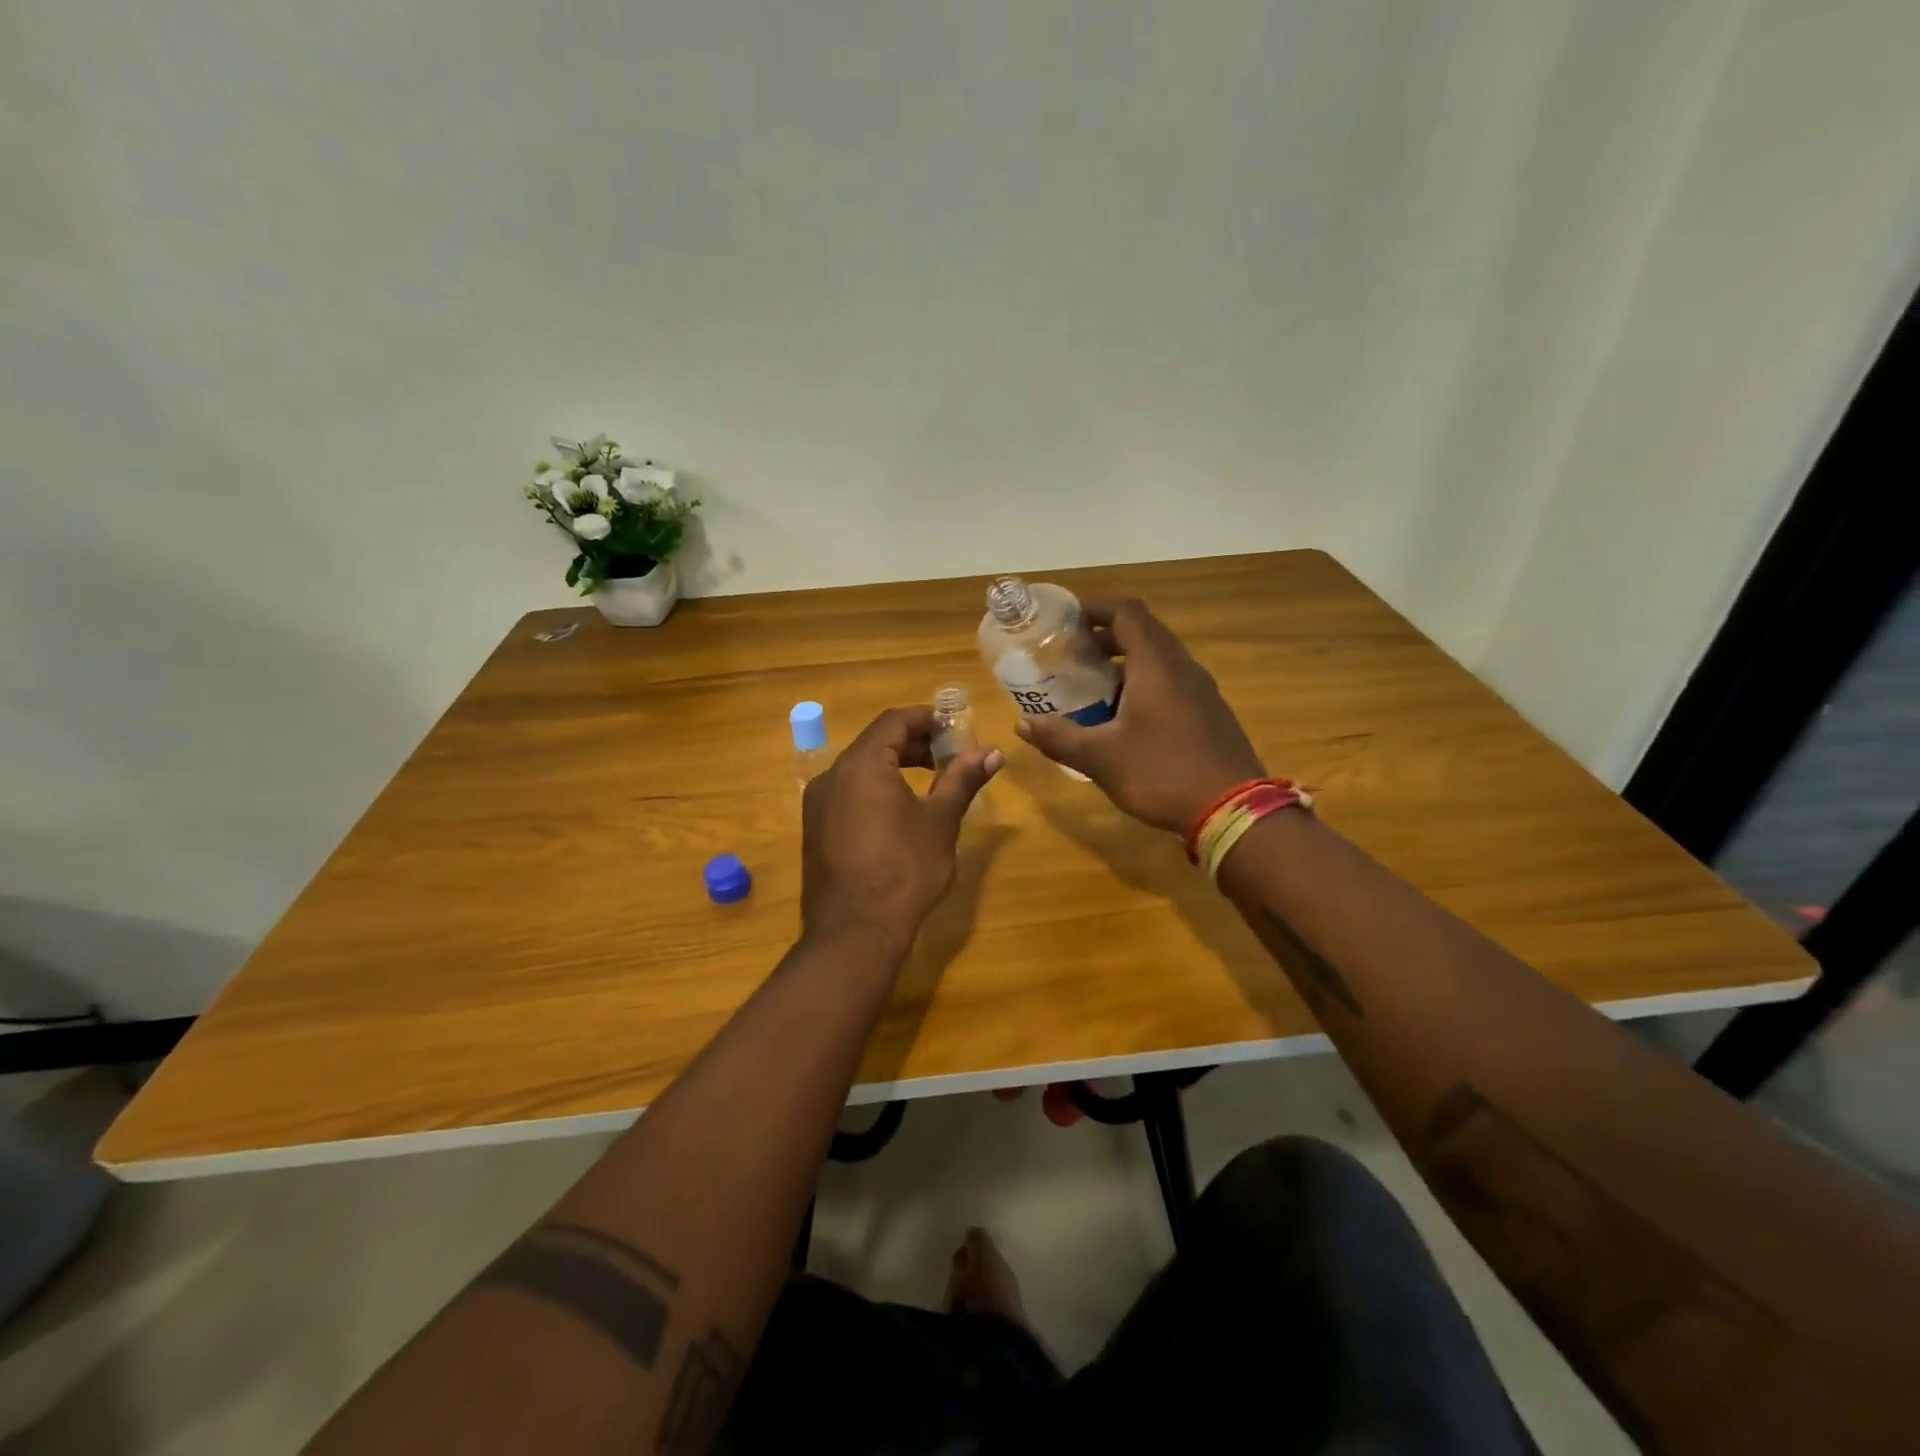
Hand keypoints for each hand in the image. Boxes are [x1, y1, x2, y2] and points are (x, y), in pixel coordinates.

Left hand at [801, 707, 1003, 959]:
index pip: (894, 721)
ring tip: (930, 783)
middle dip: (914, 744)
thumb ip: (962, 779)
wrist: (855, 931)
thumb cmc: (905, 869)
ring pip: (860, 769)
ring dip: (895, 767)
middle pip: (875, 743)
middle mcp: (832, 776)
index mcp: (861, 764)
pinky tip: (900, 813)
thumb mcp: (940, 821)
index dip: (927, 719)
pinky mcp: (815, 830)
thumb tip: (992, 751)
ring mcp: (818, 804)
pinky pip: (848, 794)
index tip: (955, 728)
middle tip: (949, 757)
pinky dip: (876, 789)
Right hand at [1016, 598, 1263, 833]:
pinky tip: (1123, 720)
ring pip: (1158, 660)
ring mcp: (1201, 691)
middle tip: (1071, 656)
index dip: (1095, 608)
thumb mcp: (1101, 758)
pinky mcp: (1209, 714)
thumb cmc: (1162, 773)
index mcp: (1156, 665)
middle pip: (1143, 633)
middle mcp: (1182, 668)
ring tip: (1090, 687)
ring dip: (1124, 663)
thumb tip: (1022, 725)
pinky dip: (1142, 685)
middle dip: (1104, 637)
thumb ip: (1060, 737)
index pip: (1127, 612)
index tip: (1066, 622)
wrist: (1233, 811)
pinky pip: (1171, 683)